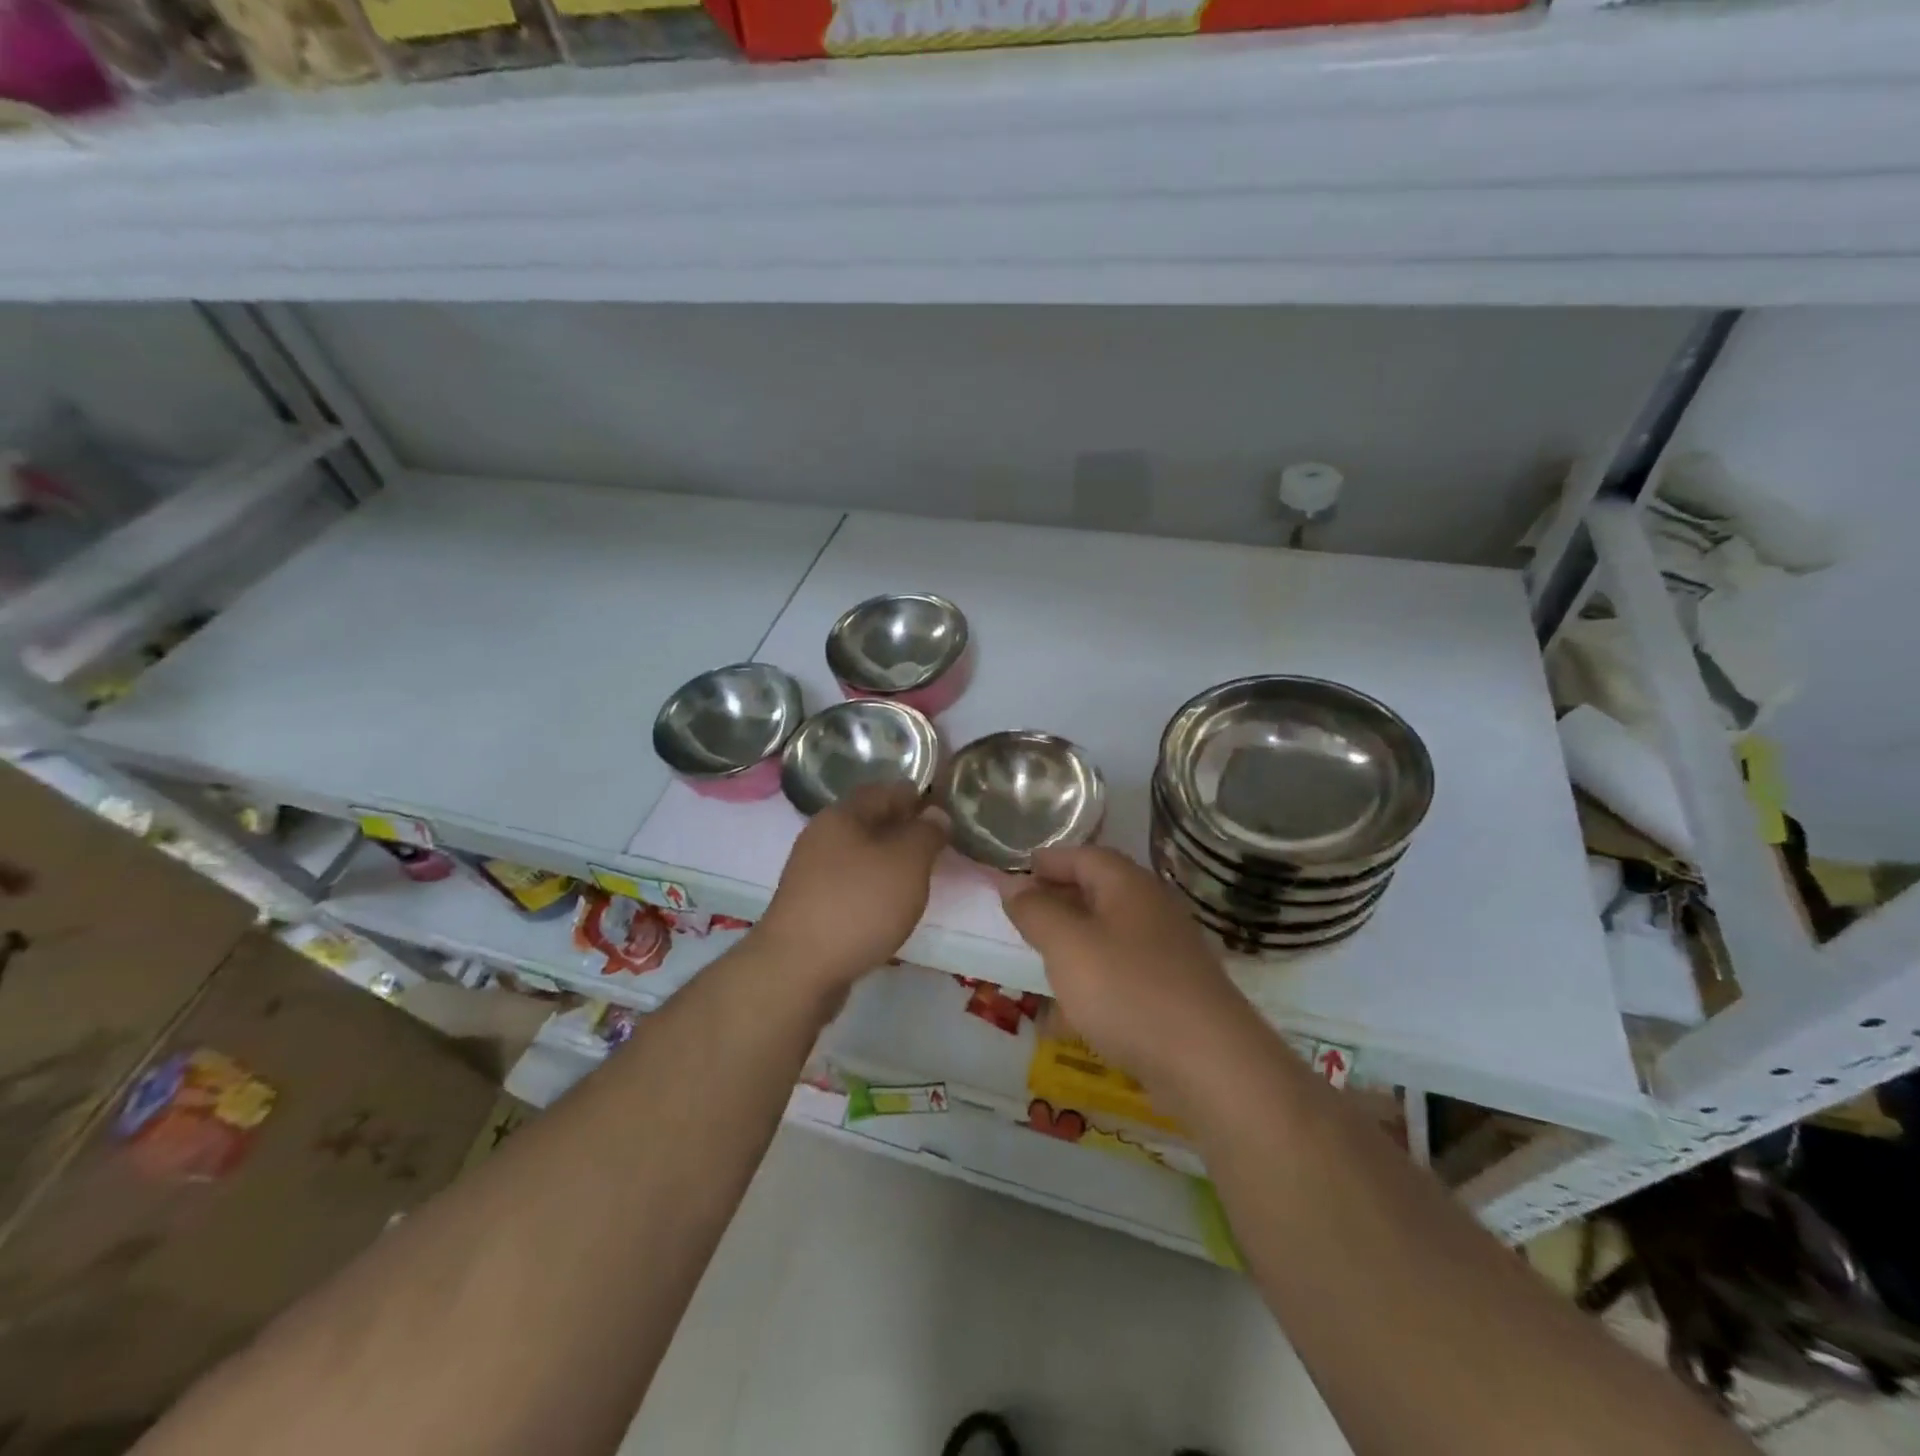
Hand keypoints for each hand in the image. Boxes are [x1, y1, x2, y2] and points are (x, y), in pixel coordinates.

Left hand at [753, 782, 947, 992]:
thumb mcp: (907, 862)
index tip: (941, 806)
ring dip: (886, 860)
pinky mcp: (810, 907)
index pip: (882, 791)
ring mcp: (811, 874)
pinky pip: (849, 885)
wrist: (799, 969)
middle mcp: (821, 838)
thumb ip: (926, 834)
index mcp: (841, 816)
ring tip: (917, 875)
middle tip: (934, 842)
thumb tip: (935, 814)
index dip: (913, 795)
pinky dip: (872, 887)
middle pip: (867, 822)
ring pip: (858, 855)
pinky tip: (888, 905)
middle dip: (900, 828)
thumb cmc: (859, 904)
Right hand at [1001, 846, 1249, 1089]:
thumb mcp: (1067, 945)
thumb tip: (1015, 885)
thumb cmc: (1129, 991)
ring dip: (1073, 947)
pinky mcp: (1173, 994)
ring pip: (1108, 937)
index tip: (1015, 874)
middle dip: (1057, 904)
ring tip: (1039, 965)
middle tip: (1021, 919)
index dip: (1048, 862)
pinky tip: (1070, 1017)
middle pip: (1098, 893)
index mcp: (1129, 886)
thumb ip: (1036, 911)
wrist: (1211, 1066)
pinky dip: (1092, 985)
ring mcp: (1167, 954)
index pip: (1083, 856)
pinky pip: (1122, 977)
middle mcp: (1152, 911)